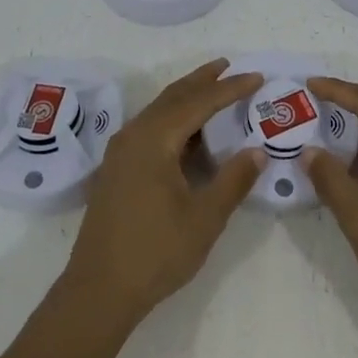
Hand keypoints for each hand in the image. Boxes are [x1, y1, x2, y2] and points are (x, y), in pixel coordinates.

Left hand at [61, 60, 263, 327]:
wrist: (98, 290)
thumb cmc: (155, 252)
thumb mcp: (205, 218)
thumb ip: (234, 180)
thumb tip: (258, 151)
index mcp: (153, 139)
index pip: (199, 102)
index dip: (230, 88)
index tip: (257, 76)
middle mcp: (133, 135)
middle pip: (173, 97)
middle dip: (203, 81)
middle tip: (230, 66)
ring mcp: (120, 152)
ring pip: (159, 111)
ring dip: (187, 99)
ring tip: (214, 90)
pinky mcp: (117, 169)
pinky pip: (150, 129)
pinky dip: (174, 120)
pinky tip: (189, 134)